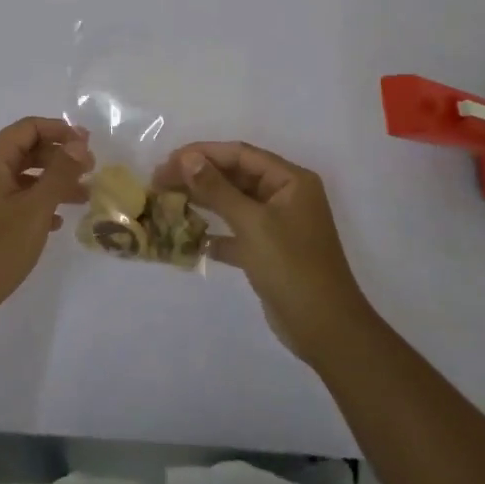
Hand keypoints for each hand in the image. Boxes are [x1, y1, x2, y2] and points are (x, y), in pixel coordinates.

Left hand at [0, 117, 90, 329]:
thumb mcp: (34, 209)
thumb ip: (59, 173)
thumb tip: (79, 144)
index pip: (29, 127)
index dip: (61, 131)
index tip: (90, 146)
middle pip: (24, 149)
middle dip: (59, 158)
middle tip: (90, 172)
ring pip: (19, 176)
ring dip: (50, 182)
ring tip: (81, 198)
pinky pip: (9, 197)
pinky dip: (34, 201)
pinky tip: (53, 222)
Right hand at [156, 141, 375, 365]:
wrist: (325, 329)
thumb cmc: (292, 267)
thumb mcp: (252, 223)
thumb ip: (217, 189)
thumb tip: (187, 158)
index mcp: (290, 181)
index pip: (240, 154)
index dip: (203, 154)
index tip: (168, 161)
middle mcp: (286, 196)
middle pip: (236, 176)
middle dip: (199, 177)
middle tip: (160, 182)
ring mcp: (278, 225)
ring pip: (234, 203)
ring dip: (203, 202)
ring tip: (167, 202)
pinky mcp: (269, 252)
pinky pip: (236, 233)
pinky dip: (215, 234)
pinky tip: (189, 238)